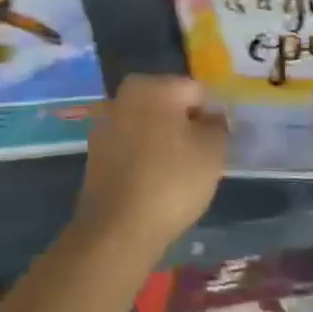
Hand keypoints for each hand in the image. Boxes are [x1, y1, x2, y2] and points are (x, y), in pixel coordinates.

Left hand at [72, 75, 227, 249]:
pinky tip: (154, 181)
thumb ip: (217, 125)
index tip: (216, 145)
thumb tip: (210, 118)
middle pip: (169, 105)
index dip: (211, 117)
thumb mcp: (212, 151)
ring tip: (178, 173)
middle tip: (200, 158)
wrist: (118, 226)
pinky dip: (144, 156)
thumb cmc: (172, 180)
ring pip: (149, 125)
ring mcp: (104, 122)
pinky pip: (131, 145)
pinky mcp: (95, 150)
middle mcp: (123, 95)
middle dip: (185, 126)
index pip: (196, 91)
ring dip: (164, 140)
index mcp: (152, 86)